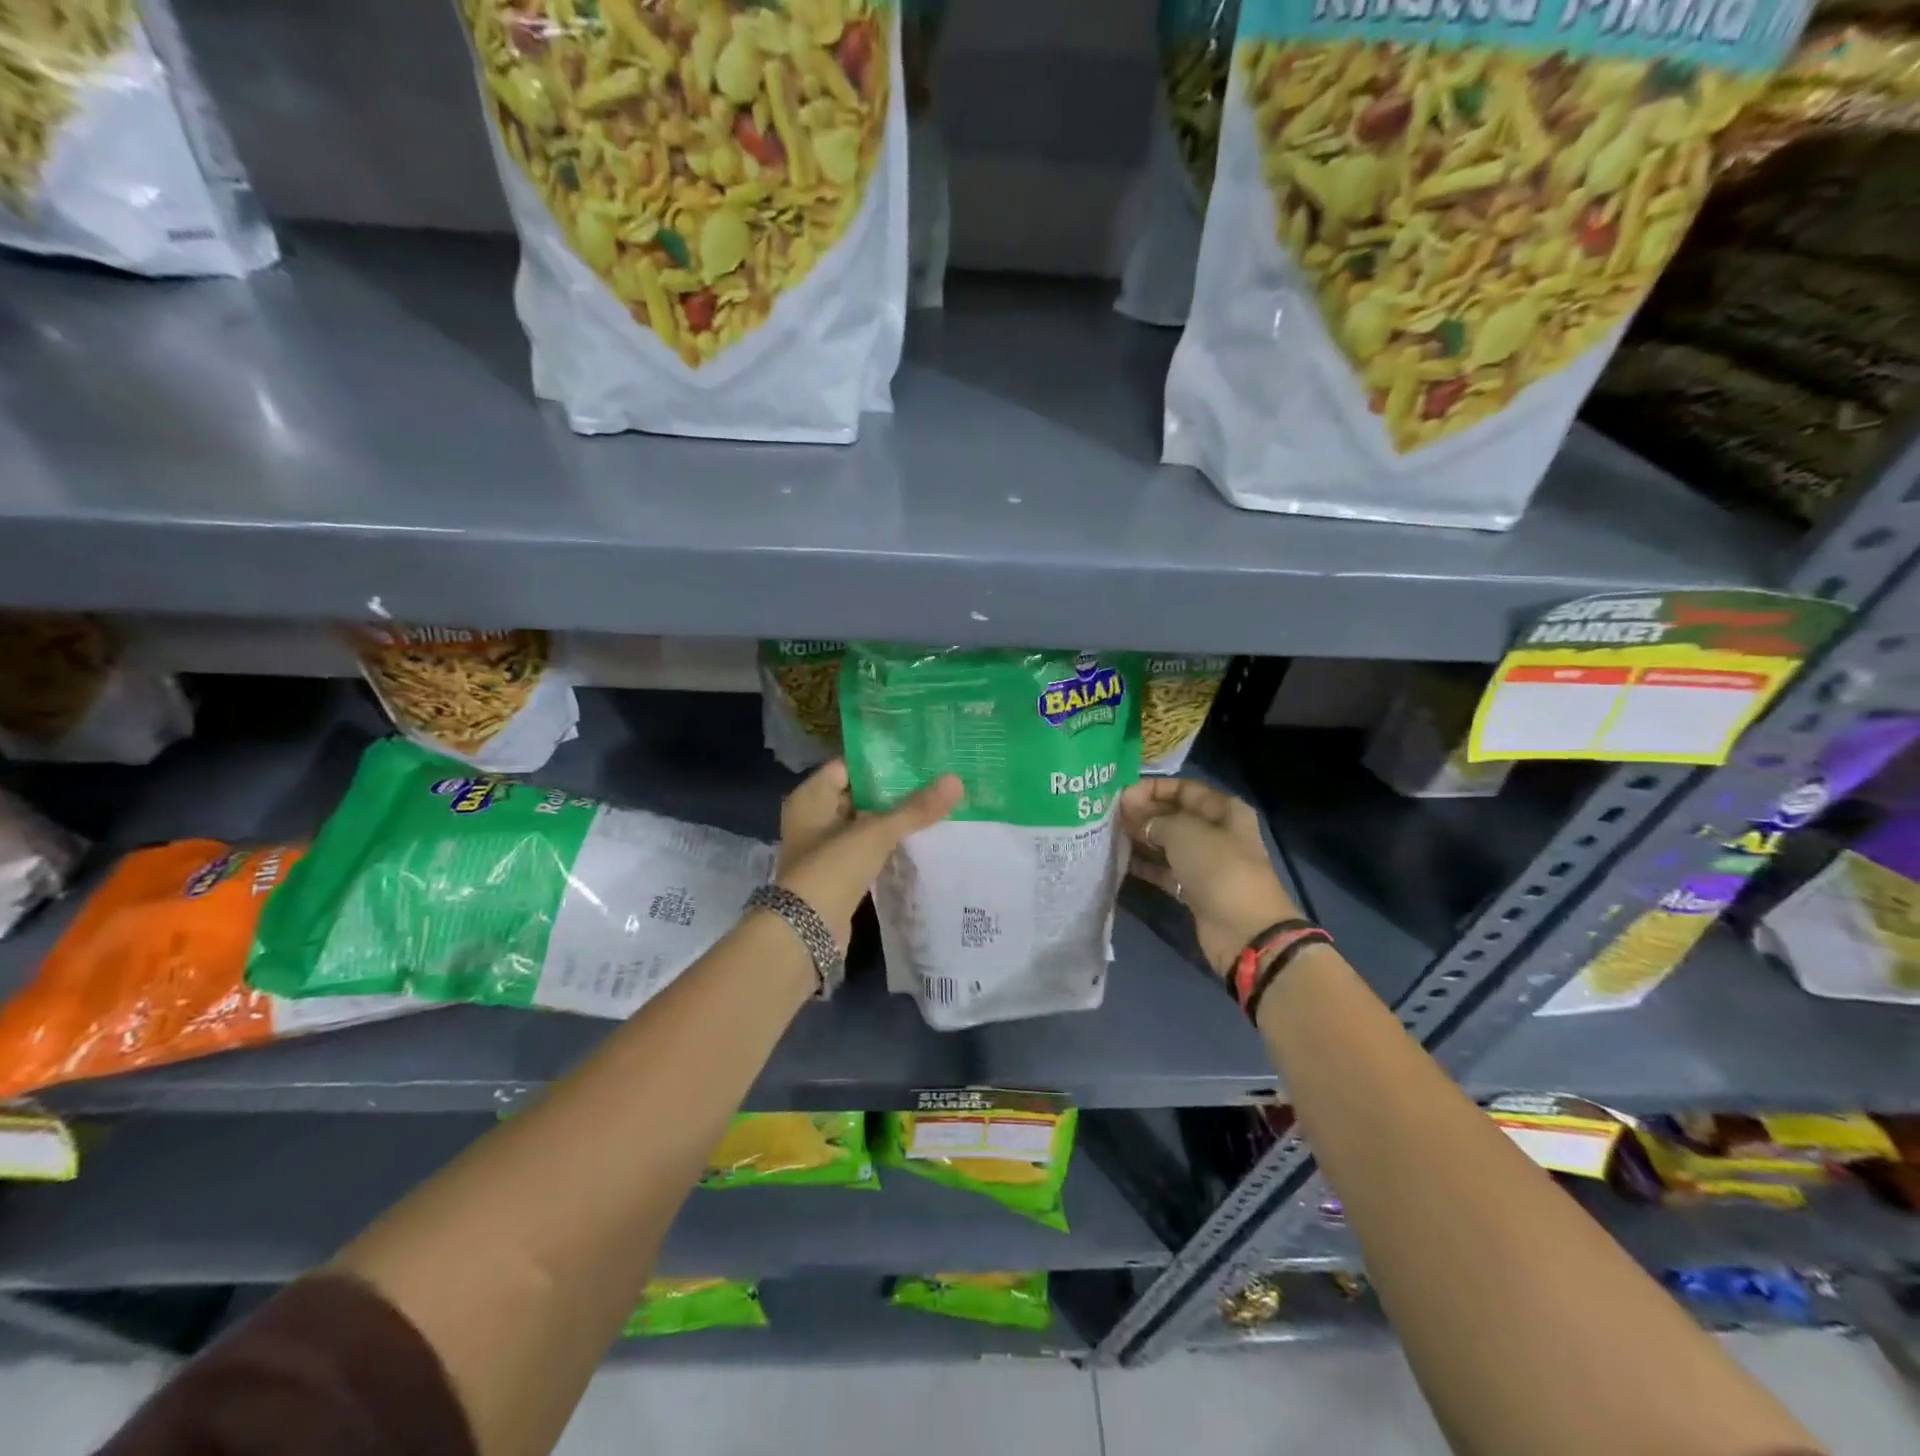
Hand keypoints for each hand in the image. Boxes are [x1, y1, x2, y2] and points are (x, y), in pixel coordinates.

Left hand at [774, 759, 963, 945]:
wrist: (807, 932)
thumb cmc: (833, 868)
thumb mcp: (876, 833)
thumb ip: (915, 808)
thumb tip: (956, 780)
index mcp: (811, 797)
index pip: (847, 766)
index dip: (880, 761)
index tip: (916, 757)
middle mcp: (813, 818)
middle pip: (857, 794)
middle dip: (892, 791)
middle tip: (932, 780)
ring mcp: (824, 848)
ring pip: (864, 824)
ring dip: (892, 819)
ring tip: (933, 807)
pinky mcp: (837, 874)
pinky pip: (866, 849)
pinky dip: (886, 845)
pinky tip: (917, 840)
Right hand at [1119, 777, 1300, 978]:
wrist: (1244, 930)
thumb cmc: (1218, 868)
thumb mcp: (1184, 832)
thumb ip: (1156, 819)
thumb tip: (1138, 819)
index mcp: (1224, 811)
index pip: (1185, 789)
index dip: (1154, 788)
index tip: (1123, 795)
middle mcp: (1216, 833)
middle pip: (1175, 816)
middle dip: (1145, 814)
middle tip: (1112, 816)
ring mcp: (1206, 863)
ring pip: (1168, 844)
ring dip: (1142, 839)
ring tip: (1111, 836)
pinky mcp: (1194, 890)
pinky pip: (1165, 870)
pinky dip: (1146, 866)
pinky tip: (1121, 860)